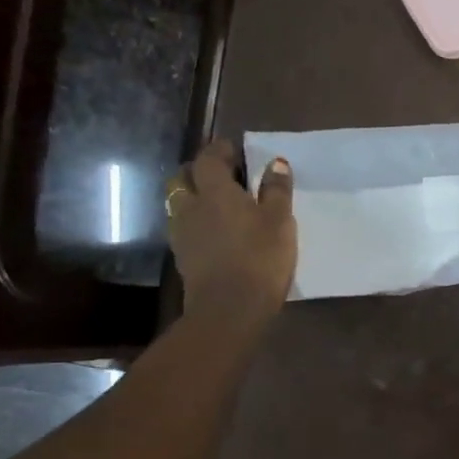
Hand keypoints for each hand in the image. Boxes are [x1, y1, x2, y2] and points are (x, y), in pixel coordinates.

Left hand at [166, 140, 296, 324]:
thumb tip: (275, 163)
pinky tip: (214, 230)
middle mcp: (191, 205)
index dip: (221, 151)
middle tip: (223, 174)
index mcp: (215, 191)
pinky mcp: (182, 256)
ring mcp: (182, 232)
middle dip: (200, 170)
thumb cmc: (260, 258)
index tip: (236, 150)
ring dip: (194, 196)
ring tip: (218, 203)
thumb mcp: (279, 221)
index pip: (209, 159)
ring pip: (179, 202)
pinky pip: (183, 225)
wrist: (230, 308)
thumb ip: (276, 190)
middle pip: (183, 177)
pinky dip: (196, 219)